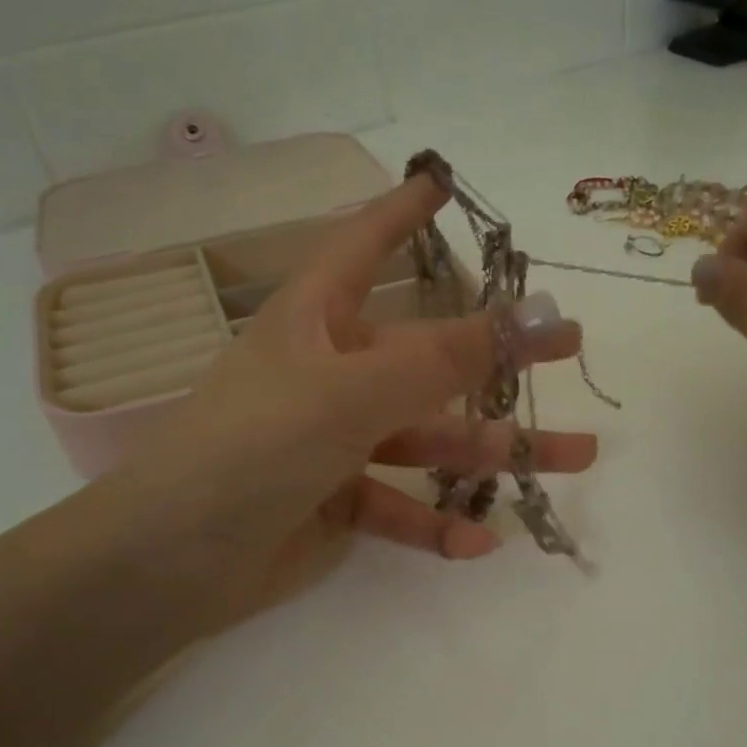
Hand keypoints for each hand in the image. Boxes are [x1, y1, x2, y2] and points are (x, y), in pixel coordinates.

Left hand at [86, 174, 596, 637]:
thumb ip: (443, 361)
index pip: (362, 245)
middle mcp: (330, 373)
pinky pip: (401, 504)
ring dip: (494, 453)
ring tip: (574, 460)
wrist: (172, 561)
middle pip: (428, 356)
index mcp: (316, 322)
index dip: (400, 211)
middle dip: (497, 358)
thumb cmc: (253, 448)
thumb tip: (537, 316)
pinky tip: (480, 543)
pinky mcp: (339, 502)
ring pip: (430, 439)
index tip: (443, 184)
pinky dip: (437, 522)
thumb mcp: (351, 394)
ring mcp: (337, 441)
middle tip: (567, 350)